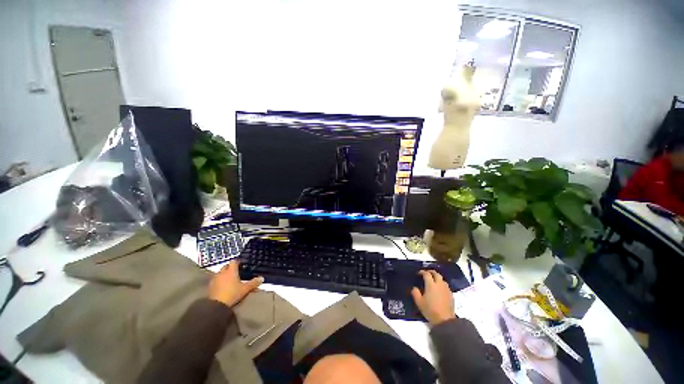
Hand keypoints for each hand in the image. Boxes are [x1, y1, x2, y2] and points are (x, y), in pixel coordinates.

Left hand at [209, 260, 263, 306]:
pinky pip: (216, 280)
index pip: (234, 261)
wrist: (216, 305)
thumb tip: (262, 278)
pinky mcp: (210, 286)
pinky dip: (220, 281)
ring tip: (230, 279)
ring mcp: (215, 279)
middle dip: (230, 268)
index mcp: (231, 271)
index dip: (238, 262)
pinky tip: (223, 286)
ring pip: (220, 273)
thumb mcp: (245, 289)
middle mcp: (222, 272)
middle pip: (226, 266)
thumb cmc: (232, 294)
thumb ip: (253, 283)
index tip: (242, 265)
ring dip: (224, 274)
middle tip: (236, 272)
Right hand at [411, 270, 455, 325]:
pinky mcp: (451, 294)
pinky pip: (446, 285)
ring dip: (437, 277)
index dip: (422, 272)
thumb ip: (415, 292)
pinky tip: (439, 289)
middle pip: (436, 273)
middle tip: (426, 273)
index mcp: (431, 284)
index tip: (418, 273)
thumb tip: (414, 287)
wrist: (445, 320)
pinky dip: (441, 284)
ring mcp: (446, 289)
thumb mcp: (419, 302)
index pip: (426, 274)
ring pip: (442, 279)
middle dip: (430, 272)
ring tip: (433, 281)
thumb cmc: (430, 310)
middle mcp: (439, 284)